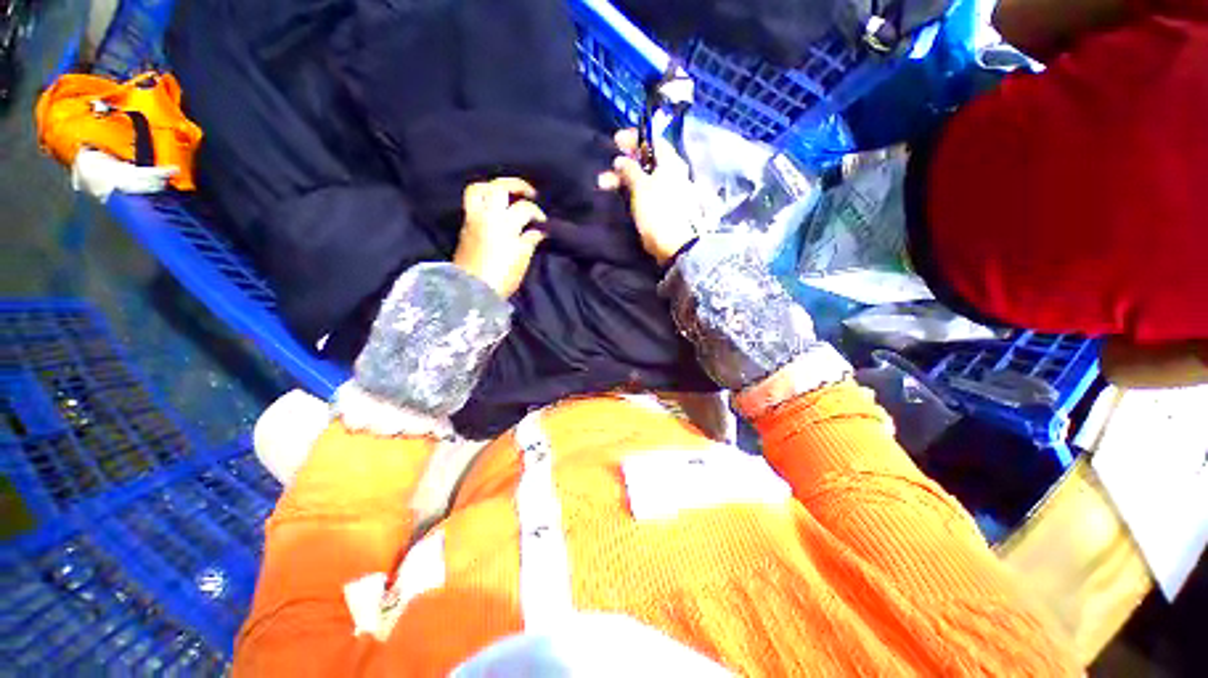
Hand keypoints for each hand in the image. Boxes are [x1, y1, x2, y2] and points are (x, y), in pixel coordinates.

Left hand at [453, 177, 547, 297]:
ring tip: (506, 195)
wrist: (472, 289)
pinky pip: (472, 202)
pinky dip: (485, 199)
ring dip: (493, 187)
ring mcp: (473, 218)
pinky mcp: (465, 226)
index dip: (537, 213)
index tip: (543, 223)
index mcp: (504, 223)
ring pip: (478, 189)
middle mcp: (487, 215)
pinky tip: (495, 209)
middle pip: (499, 187)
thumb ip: (530, 240)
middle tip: (530, 193)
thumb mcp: (522, 259)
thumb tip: (538, 231)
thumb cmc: (501, 276)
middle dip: (517, 185)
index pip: (524, 208)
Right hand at [598, 129, 699, 265]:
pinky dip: (631, 192)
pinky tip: (618, 196)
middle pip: (646, 161)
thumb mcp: (641, 186)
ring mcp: (667, 192)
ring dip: (623, 179)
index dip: (634, 138)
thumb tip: (622, 159)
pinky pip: (645, 194)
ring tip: (603, 184)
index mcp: (671, 162)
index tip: (616, 140)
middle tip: (607, 168)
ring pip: (643, 179)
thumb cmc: (658, 211)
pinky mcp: (662, 208)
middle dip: (624, 162)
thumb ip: (630, 169)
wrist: (675, 245)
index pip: (653, 140)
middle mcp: (671, 174)